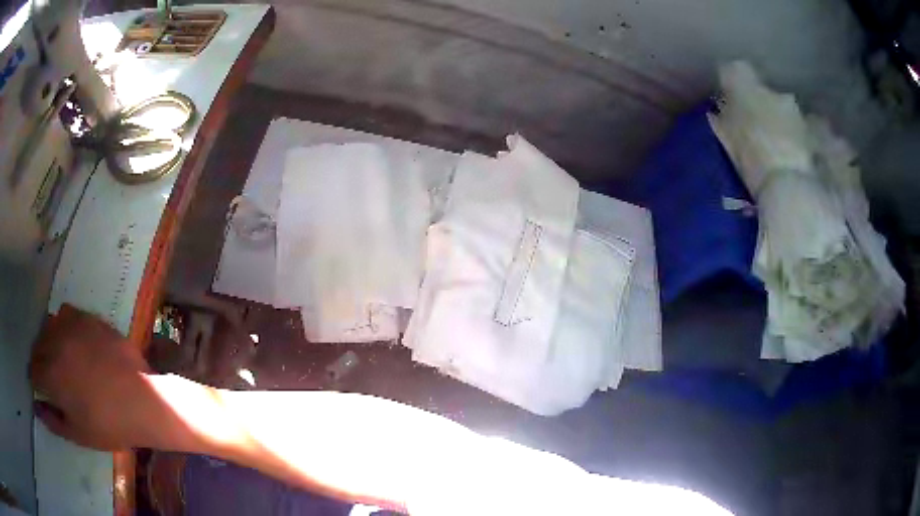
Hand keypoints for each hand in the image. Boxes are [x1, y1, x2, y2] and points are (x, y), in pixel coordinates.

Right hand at [30, 304, 156, 449]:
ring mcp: (71, 327)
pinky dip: (63, 324)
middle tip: (49, 375)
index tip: (41, 388)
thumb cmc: (108, 425)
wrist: (141, 400)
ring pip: (48, 327)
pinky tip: (71, 339)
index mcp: (50, 375)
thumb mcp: (78, 434)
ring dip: (48, 341)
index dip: (35, 381)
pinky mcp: (87, 317)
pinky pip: (66, 313)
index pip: (33, 371)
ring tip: (59, 357)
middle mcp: (55, 344)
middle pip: (37, 348)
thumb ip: (52, 421)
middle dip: (39, 362)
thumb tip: (36, 406)